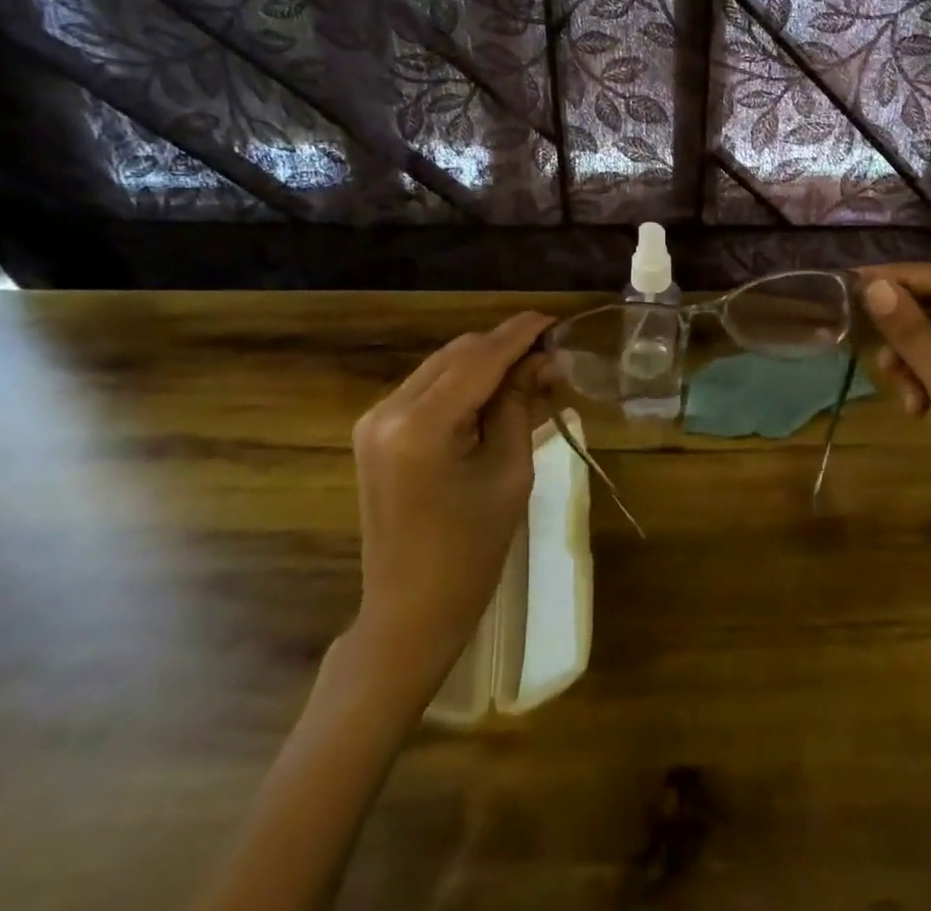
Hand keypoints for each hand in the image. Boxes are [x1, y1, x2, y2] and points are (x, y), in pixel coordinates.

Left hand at [344, 312, 554, 700]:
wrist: (409, 610)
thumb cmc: (471, 550)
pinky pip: (427, 387)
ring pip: (442, 365)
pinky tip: (493, 392)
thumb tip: (542, 359)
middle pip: (458, 353)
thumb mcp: (509, 472)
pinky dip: (463, 382)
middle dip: (504, 347)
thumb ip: (520, 404)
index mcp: (421, 424)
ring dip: (484, 362)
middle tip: (550, 356)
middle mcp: (388, 409)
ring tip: (528, 371)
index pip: (480, 358)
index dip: (521, 334)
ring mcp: (375, 419)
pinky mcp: (375, 431)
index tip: (555, 319)